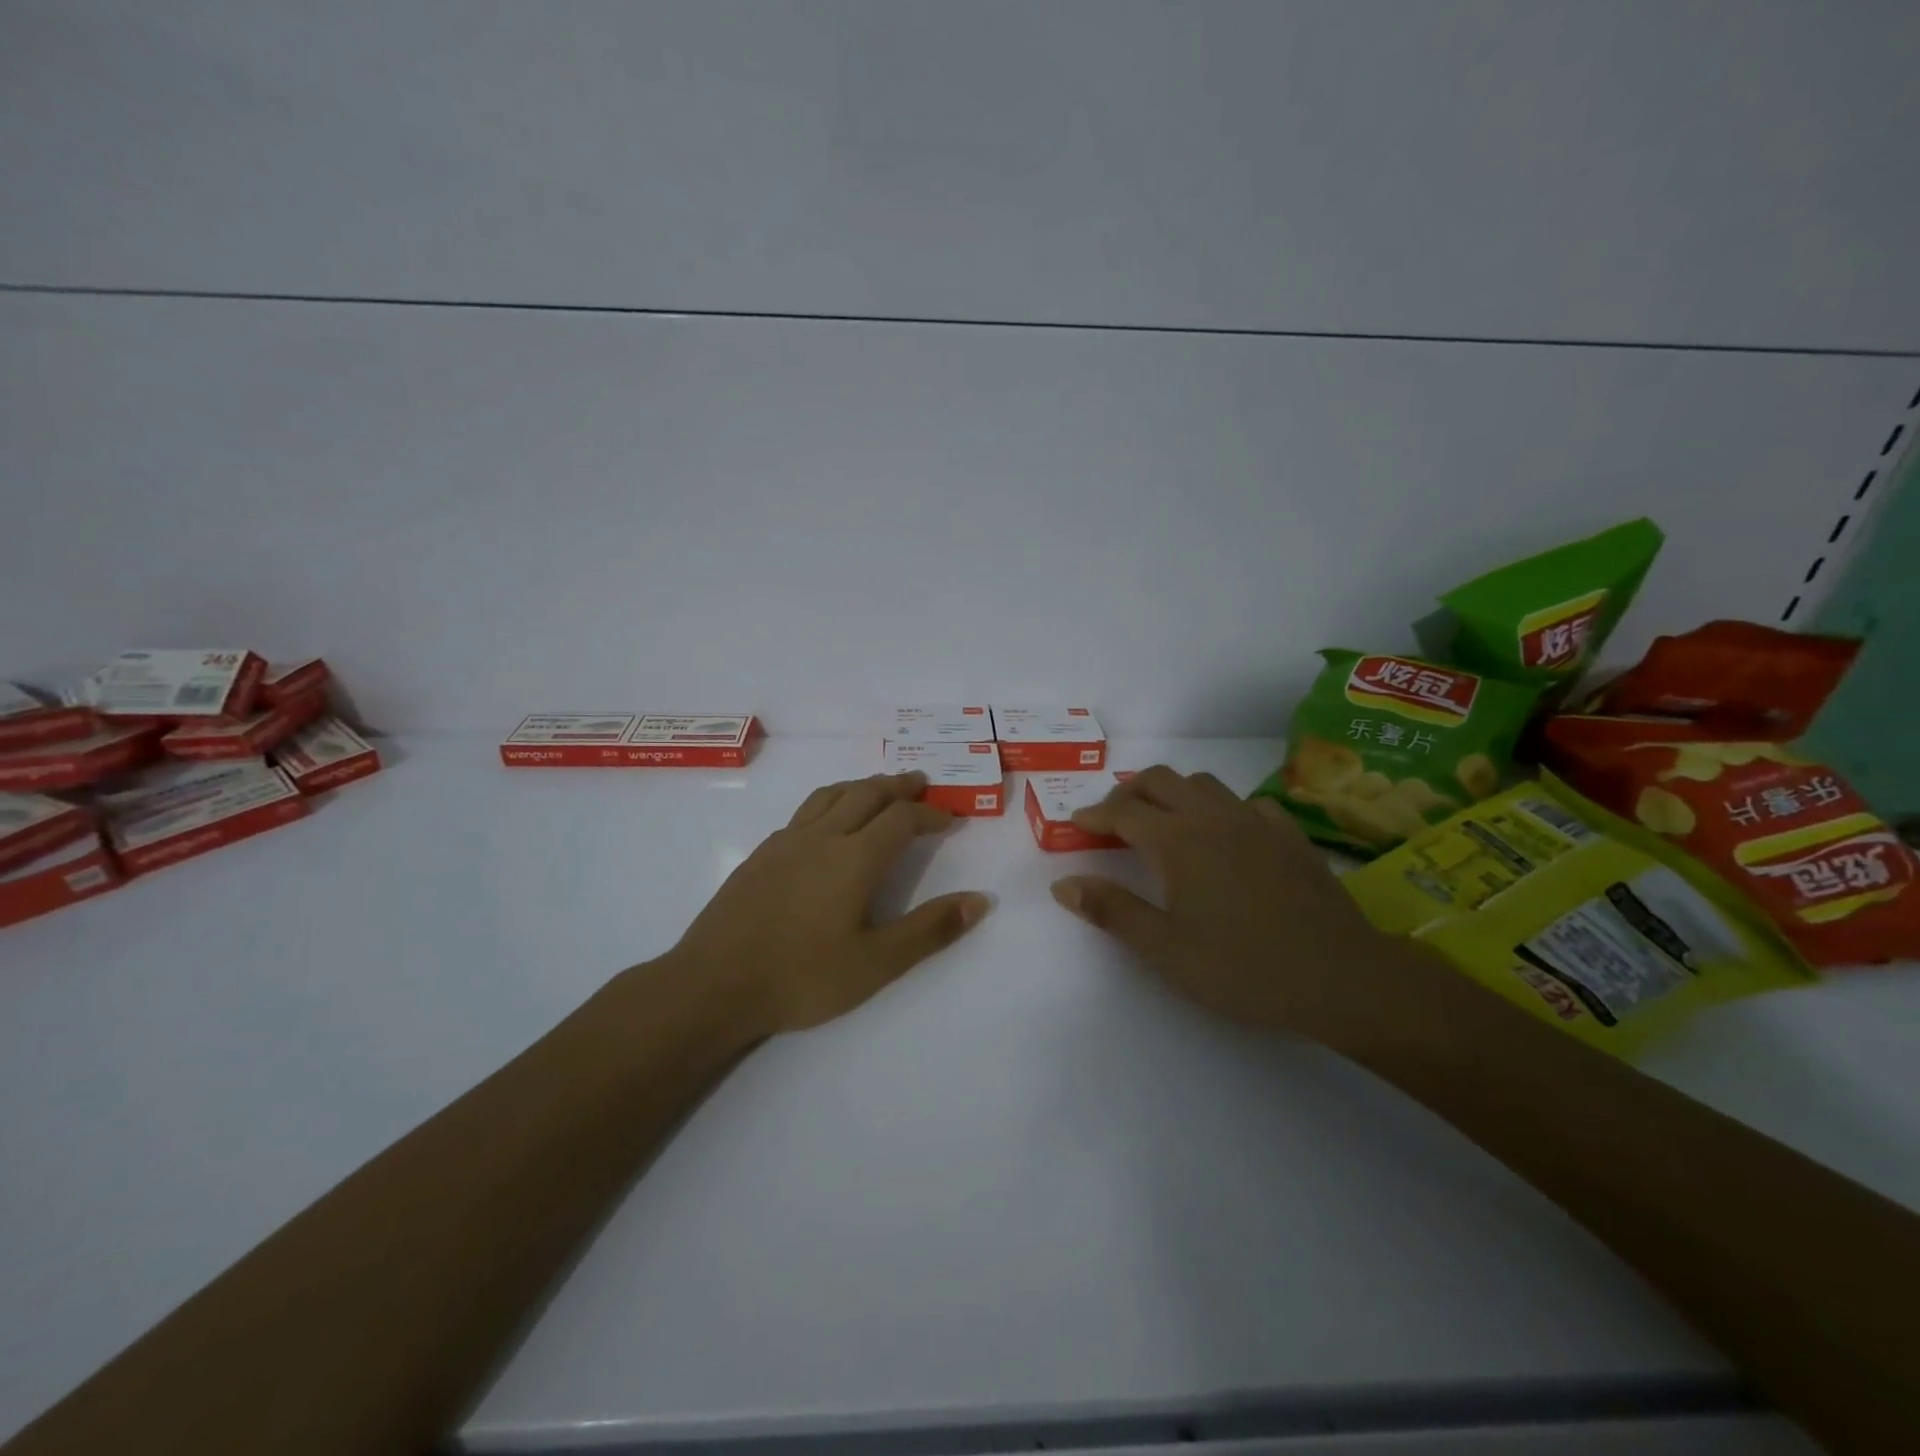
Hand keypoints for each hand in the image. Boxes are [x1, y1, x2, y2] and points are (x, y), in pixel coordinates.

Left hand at [667, 771, 989, 1035]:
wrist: (713, 985)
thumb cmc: (802, 977)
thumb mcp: (877, 963)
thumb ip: (930, 930)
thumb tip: (980, 900)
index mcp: (854, 858)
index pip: (902, 818)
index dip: (930, 813)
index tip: (950, 818)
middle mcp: (822, 837)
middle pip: (867, 793)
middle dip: (899, 786)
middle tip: (920, 783)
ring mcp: (786, 842)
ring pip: (832, 795)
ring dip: (862, 786)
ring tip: (879, 789)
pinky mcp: (761, 854)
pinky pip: (805, 811)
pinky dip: (831, 802)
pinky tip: (828, 823)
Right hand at [1049, 765, 1414, 1042]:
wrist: (1339, 976)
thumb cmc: (1242, 967)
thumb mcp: (1164, 949)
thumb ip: (1112, 910)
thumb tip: (1063, 884)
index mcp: (1177, 841)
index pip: (1123, 811)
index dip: (1095, 814)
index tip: (1077, 823)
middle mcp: (1212, 817)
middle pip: (1160, 780)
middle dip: (1129, 791)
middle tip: (1114, 817)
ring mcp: (1256, 821)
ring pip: (1203, 784)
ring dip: (1173, 792)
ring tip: (1164, 819)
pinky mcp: (1289, 834)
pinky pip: (1246, 802)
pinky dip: (1222, 807)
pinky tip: (1227, 833)